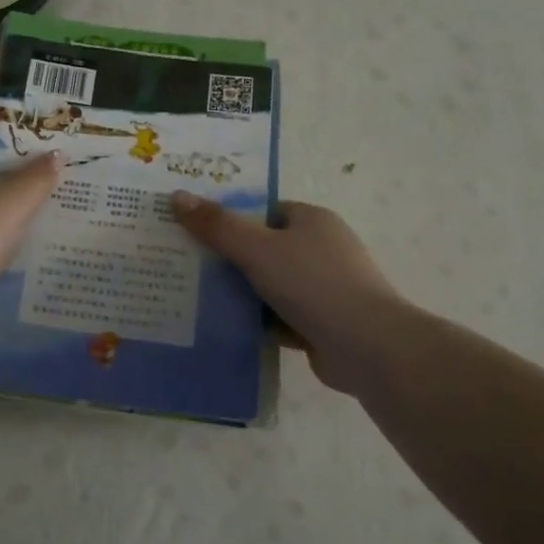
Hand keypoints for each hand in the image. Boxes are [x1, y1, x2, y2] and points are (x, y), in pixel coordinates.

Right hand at [172, 194, 410, 394]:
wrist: (367, 346)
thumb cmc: (313, 283)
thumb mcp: (257, 248)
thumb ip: (217, 225)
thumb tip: (177, 196)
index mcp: (312, 221)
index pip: (265, 212)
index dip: (231, 219)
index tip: (195, 231)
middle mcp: (321, 249)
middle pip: (264, 249)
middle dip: (230, 259)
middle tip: (187, 265)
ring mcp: (324, 289)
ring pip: (270, 286)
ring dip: (241, 294)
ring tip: (195, 298)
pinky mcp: (321, 323)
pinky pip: (279, 317)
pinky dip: (257, 322)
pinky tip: (223, 328)